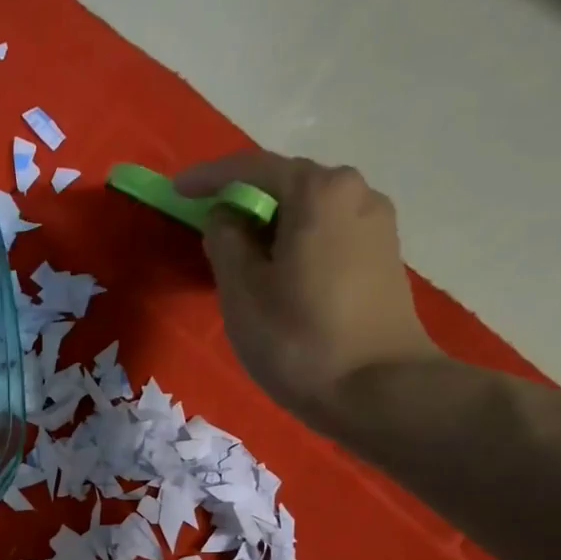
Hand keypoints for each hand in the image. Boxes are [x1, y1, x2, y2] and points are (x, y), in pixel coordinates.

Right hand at [176, 150, 439, 421]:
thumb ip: (225, 242)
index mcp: (319, 191)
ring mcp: (377, 225)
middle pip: (287, 184)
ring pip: (309, 212)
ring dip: (272, 225)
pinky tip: (279, 274)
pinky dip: (296, 243)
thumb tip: (226, 218)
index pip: (253, 169)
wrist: (379, 390)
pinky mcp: (384, 257)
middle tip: (209, 229)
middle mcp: (356, 193)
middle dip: (245, 201)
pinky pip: (328, 234)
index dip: (209, 177)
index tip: (176, 190)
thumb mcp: (242, 291)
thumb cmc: (299, 339)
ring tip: (242, 258)